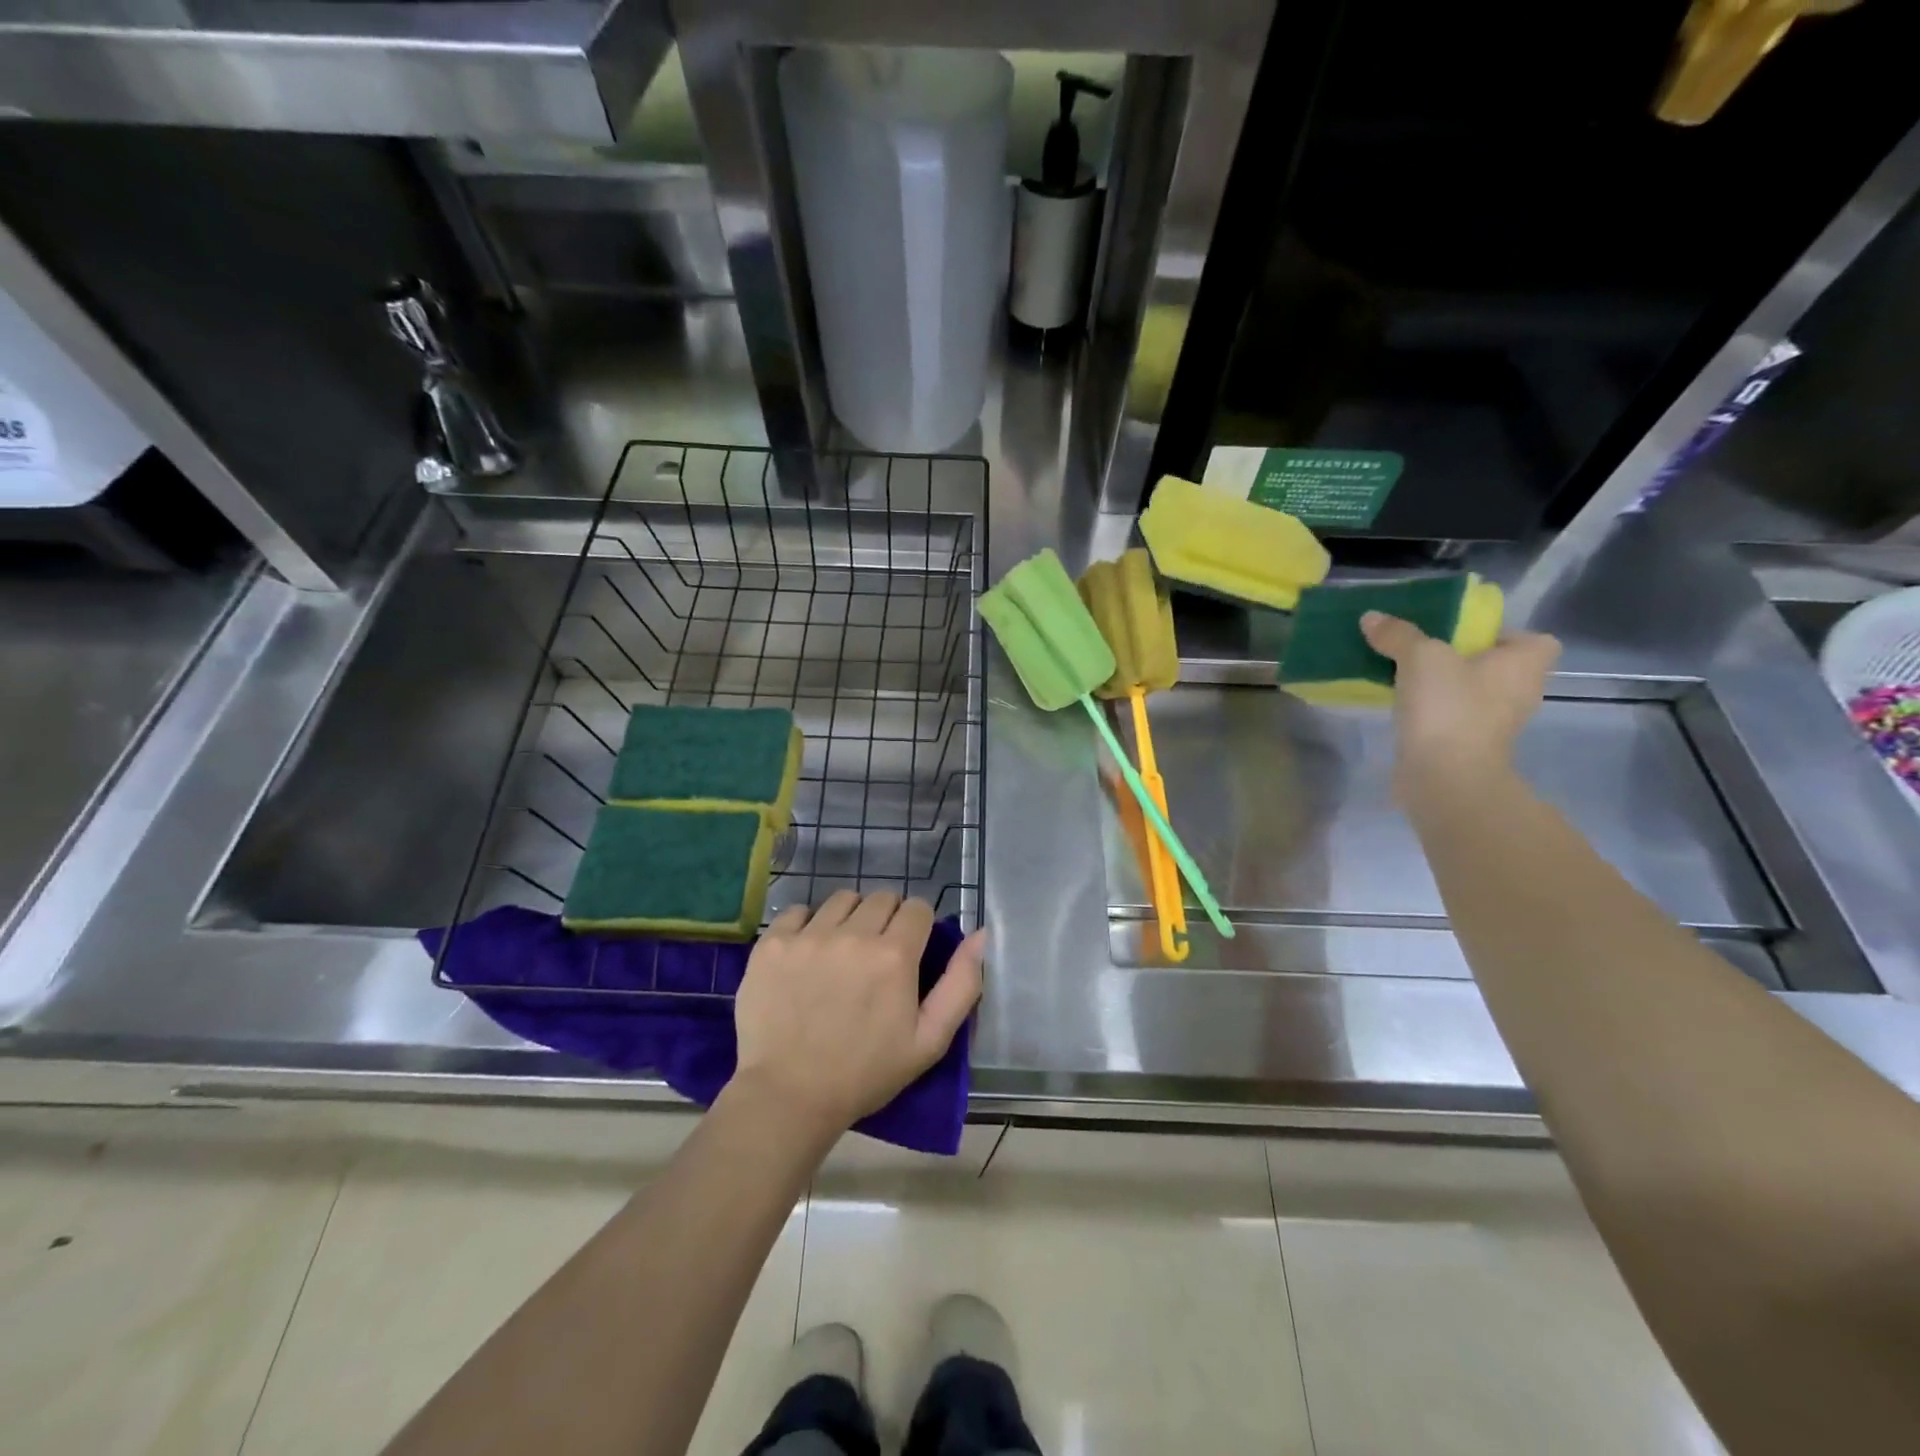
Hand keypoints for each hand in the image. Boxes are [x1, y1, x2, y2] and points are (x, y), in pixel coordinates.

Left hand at [731, 890, 985, 1136]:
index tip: (909, 952)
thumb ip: (962, 984)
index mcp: (895, 955)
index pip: (918, 908)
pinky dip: (807, 925)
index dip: (918, 927)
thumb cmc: (866, 1073)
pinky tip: (807, 954)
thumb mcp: (930, 1041)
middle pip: (882, 898)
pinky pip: (797, 911)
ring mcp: (808, 936)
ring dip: (850, 918)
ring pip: (842, 899)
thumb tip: (980, 934)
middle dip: (887, 919)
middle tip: (877, 956)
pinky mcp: (772, 944)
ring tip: (842, 952)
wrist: (788, 1096)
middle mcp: (853, 934)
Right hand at [1360, 610, 1560, 801]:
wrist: (1444, 776)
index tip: (1463, 635)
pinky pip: (1451, 715)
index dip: (1501, 634)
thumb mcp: (1420, 656)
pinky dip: (1432, 710)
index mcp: (1525, 664)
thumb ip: (1398, 634)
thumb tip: (1372, 617)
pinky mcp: (1467, 745)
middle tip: (1423, 650)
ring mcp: (1494, 723)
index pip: (1533, 640)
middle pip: (1495, 666)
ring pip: (1470, 692)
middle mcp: (1519, 692)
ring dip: (1444, 685)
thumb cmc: (1449, 707)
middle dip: (1462, 658)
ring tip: (1404, 675)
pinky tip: (1402, 705)